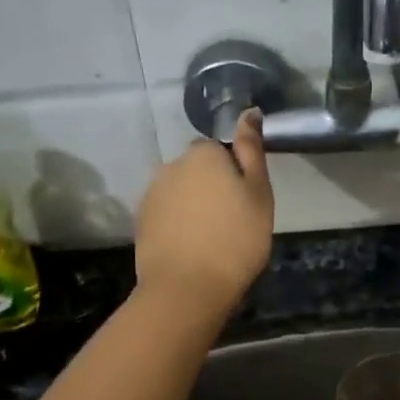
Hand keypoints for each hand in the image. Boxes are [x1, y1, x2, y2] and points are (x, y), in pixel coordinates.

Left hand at [134, 109, 273, 315]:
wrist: (187, 288)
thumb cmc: (235, 239)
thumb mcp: (259, 193)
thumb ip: (251, 149)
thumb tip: (249, 111)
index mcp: (202, 154)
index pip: (220, 149)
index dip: (235, 173)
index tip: (246, 201)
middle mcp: (171, 165)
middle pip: (197, 169)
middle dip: (211, 187)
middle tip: (232, 221)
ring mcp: (151, 193)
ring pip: (180, 191)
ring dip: (193, 206)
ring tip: (210, 238)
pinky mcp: (140, 221)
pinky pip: (166, 213)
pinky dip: (177, 224)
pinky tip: (190, 248)